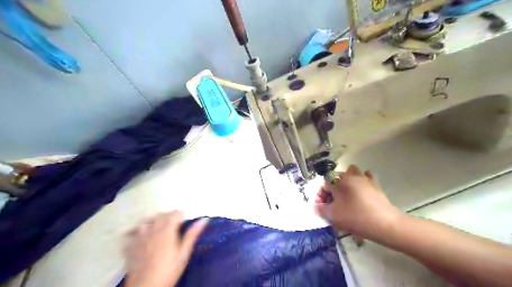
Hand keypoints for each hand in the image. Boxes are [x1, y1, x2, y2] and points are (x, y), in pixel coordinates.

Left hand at [126, 210, 207, 286]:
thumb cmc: (169, 270)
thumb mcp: (184, 253)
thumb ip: (192, 235)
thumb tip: (203, 220)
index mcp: (167, 229)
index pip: (175, 213)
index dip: (181, 215)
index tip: (185, 220)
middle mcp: (153, 228)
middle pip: (161, 214)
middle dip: (169, 215)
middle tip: (175, 223)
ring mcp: (140, 236)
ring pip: (146, 220)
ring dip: (154, 220)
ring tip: (159, 226)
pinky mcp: (131, 245)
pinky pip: (132, 232)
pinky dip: (137, 230)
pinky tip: (141, 236)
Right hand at [314, 165, 400, 238]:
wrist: (384, 223)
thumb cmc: (355, 217)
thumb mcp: (333, 215)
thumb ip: (321, 209)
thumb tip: (317, 207)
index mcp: (338, 181)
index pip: (323, 184)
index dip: (320, 195)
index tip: (321, 207)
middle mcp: (350, 175)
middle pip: (336, 178)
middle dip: (332, 189)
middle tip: (332, 204)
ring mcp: (364, 178)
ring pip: (351, 174)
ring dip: (346, 181)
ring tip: (346, 195)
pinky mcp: (375, 184)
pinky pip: (365, 178)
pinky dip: (361, 182)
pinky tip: (361, 192)